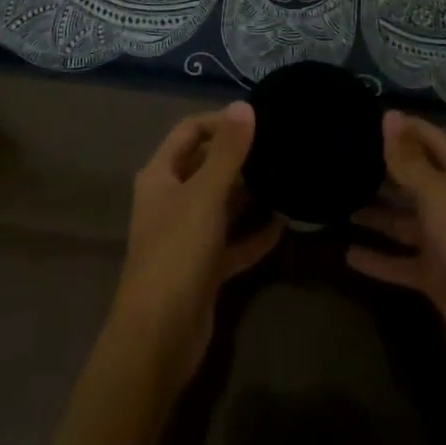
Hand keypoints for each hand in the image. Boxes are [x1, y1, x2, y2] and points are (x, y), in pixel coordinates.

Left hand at [111, 101, 283, 390]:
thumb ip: (228, 151)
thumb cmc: (177, 254)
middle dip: (240, 156)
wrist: (159, 339)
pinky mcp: (204, 269)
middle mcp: (171, 201)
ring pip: (222, 204)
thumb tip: (245, 105)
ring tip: (286, 178)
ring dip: (250, 194)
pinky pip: (233, 241)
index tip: (258, 120)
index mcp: (160, 176)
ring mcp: (187, 236)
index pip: (189, 131)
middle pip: (207, 166)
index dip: (220, 121)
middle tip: (280, 146)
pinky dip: (254, 233)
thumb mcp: (205, 195)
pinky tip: (284, 224)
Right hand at [347, 110, 445, 375]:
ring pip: (401, 219)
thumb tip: (390, 114)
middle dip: (379, 168)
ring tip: (335, 200)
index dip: (397, 127)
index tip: (358, 118)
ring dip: (373, 212)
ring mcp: (442, 238)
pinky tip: (347, 254)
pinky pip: (400, 261)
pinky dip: (377, 259)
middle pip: (411, 176)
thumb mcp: (436, 191)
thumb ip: (407, 158)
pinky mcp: (435, 275)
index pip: (424, 135)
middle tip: (337, 158)